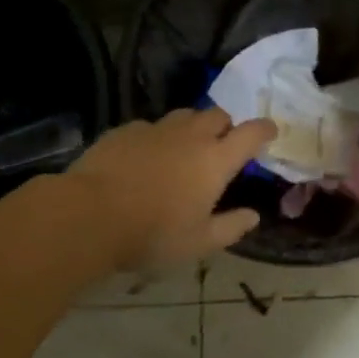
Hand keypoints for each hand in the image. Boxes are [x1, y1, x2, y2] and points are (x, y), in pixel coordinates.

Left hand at [63, 109, 276, 270]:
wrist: (89, 214)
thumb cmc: (152, 233)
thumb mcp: (198, 242)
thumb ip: (231, 227)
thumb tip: (254, 216)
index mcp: (215, 160)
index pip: (251, 132)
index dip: (265, 129)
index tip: (270, 132)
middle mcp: (191, 136)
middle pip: (218, 115)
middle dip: (226, 126)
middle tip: (221, 147)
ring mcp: (156, 129)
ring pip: (184, 116)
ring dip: (192, 127)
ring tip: (184, 149)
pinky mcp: (125, 130)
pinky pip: (150, 126)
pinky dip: (157, 137)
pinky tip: (144, 158)